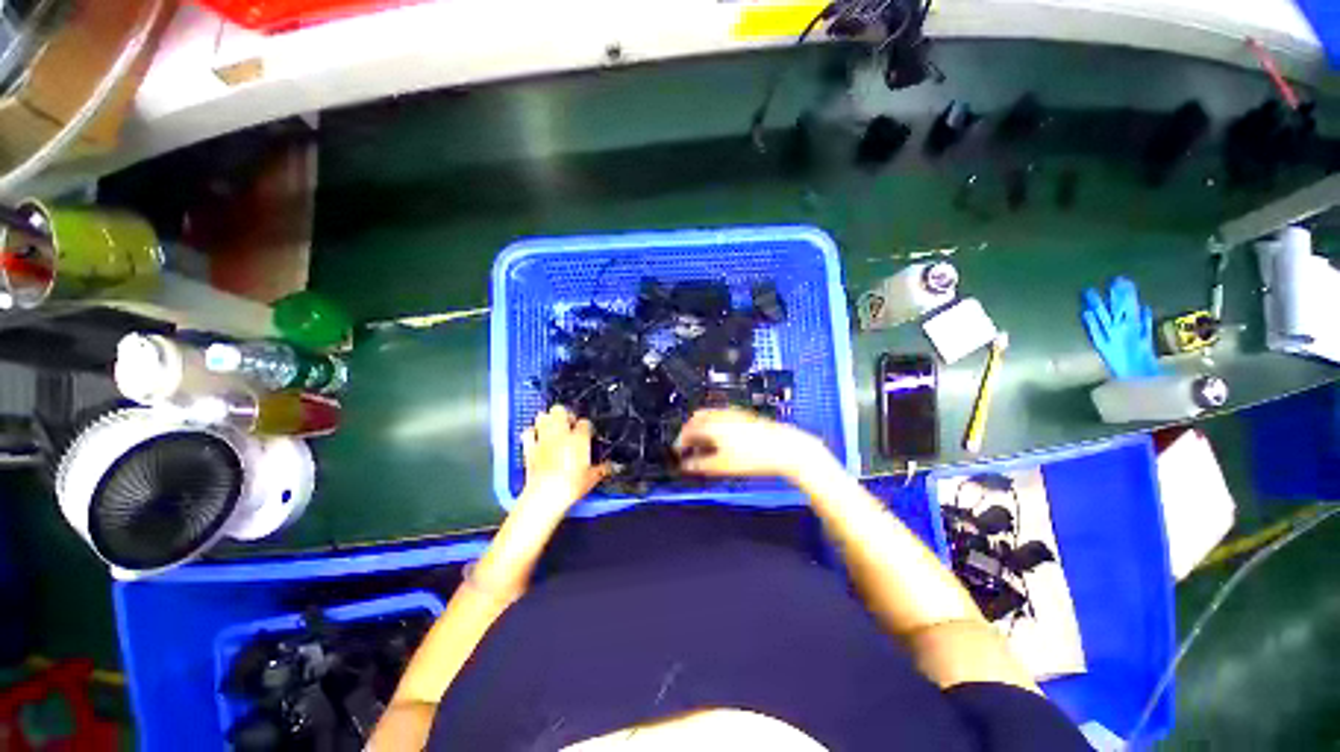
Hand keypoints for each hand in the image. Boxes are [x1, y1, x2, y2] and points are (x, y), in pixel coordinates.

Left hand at [521, 405, 608, 509]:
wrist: (546, 495)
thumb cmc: (572, 485)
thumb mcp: (593, 477)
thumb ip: (604, 468)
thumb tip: (614, 466)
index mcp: (579, 438)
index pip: (585, 422)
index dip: (587, 427)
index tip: (588, 434)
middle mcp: (560, 434)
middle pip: (561, 410)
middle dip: (565, 414)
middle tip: (569, 424)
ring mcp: (543, 439)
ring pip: (543, 416)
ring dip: (548, 420)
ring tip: (553, 427)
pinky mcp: (529, 448)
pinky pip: (528, 432)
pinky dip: (532, 432)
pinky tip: (536, 437)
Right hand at [674, 408, 823, 479]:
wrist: (785, 448)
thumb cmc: (754, 457)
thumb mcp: (722, 466)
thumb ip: (700, 465)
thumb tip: (685, 466)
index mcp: (711, 424)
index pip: (687, 430)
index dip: (679, 443)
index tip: (679, 453)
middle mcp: (720, 414)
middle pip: (696, 419)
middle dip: (689, 432)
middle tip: (688, 447)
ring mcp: (733, 412)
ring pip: (709, 416)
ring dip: (701, 428)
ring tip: (704, 446)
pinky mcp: (744, 415)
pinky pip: (721, 416)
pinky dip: (714, 425)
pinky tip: (721, 439)